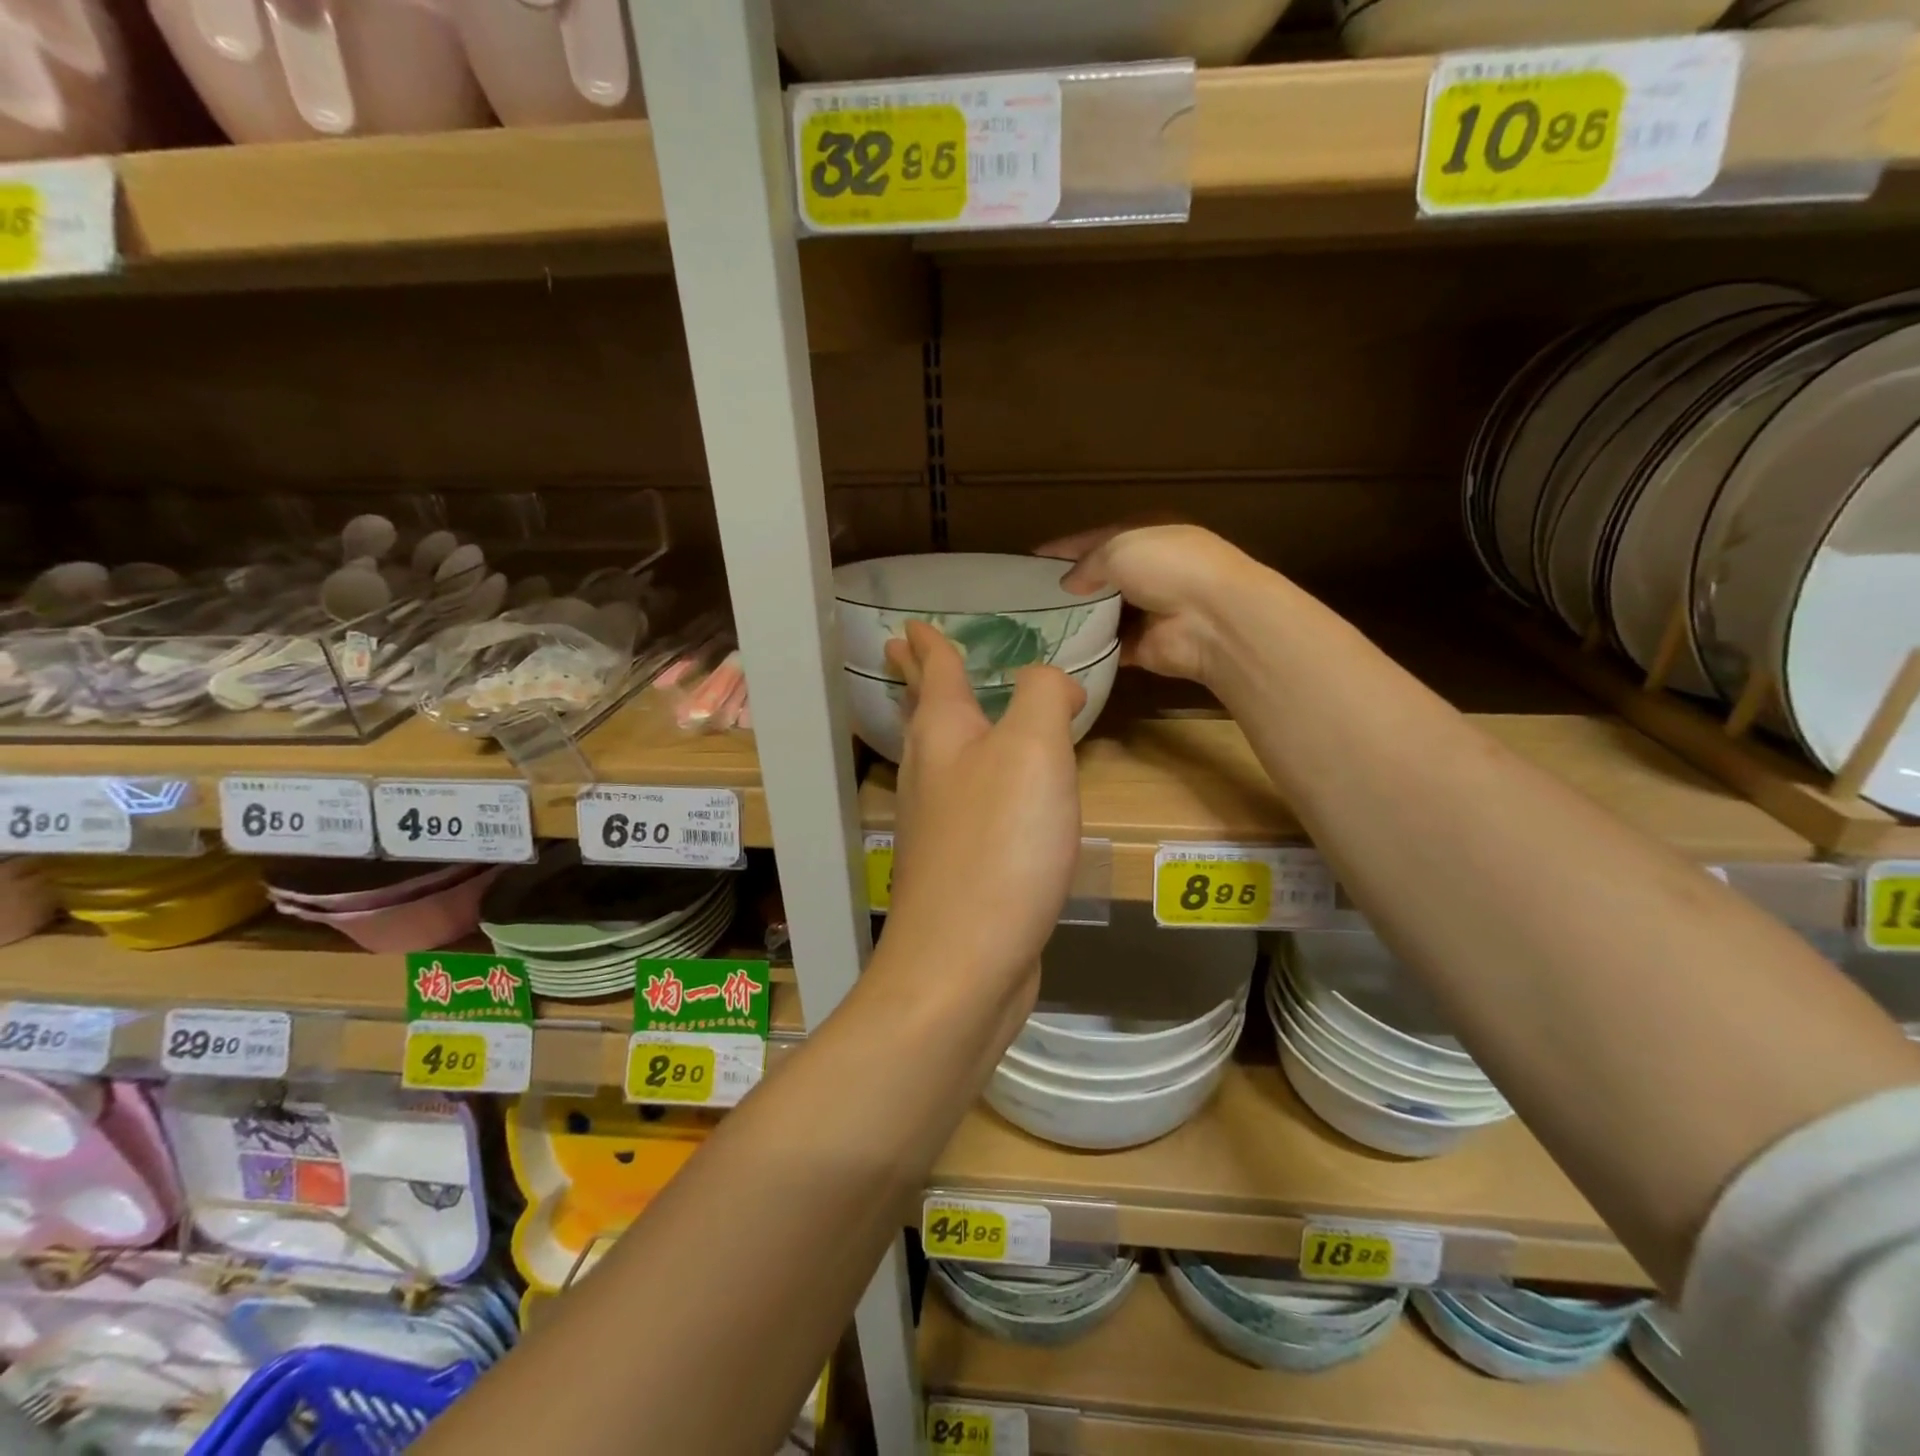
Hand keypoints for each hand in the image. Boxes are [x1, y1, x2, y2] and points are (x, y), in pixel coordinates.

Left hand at [879, 622, 1084, 1004]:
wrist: (964, 961)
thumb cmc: (1000, 844)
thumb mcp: (1034, 750)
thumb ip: (1044, 697)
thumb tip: (1052, 682)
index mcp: (943, 734)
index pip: (935, 671)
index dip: (929, 643)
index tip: (912, 624)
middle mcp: (929, 773)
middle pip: (923, 712)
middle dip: (920, 680)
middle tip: (908, 651)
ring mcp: (936, 823)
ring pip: (940, 757)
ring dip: (944, 725)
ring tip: (956, 710)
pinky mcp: (955, 865)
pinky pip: (963, 800)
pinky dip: (974, 777)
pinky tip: (994, 791)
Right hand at [1041, 524, 1263, 686]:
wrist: (1211, 619)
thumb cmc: (1167, 567)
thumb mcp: (1119, 549)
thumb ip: (1088, 564)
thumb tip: (1069, 584)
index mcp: (1148, 537)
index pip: (1099, 539)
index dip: (1066, 548)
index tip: (1033, 559)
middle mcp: (1150, 572)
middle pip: (1102, 578)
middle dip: (1071, 586)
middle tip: (1029, 597)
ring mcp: (1148, 611)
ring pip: (1104, 614)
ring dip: (1078, 619)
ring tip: (1036, 625)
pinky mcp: (1144, 646)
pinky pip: (1110, 647)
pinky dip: (1090, 650)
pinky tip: (1059, 651)